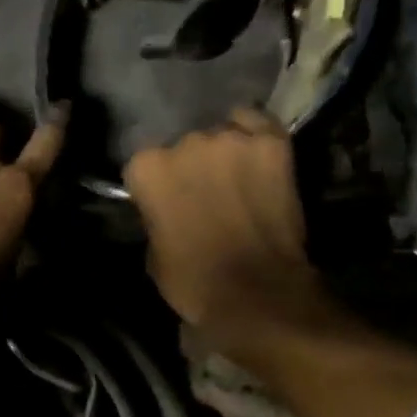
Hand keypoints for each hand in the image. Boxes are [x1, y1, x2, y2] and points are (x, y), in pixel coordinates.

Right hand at [124, 108, 326, 351]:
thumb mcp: (154, 254)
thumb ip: (156, 218)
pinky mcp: (272, 141)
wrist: (258, 292)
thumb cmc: (195, 282)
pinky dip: (254, 139)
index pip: (144, 166)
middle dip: (191, 168)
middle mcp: (185, 142)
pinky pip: (256, 124)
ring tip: (236, 181)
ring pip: (221, 134)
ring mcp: (231, 138)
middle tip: (205, 196)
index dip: (156, 188)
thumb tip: (167, 209)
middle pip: (184, 146)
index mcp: (148, 168)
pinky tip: (257, 160)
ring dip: (224, 155)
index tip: (166, 205)